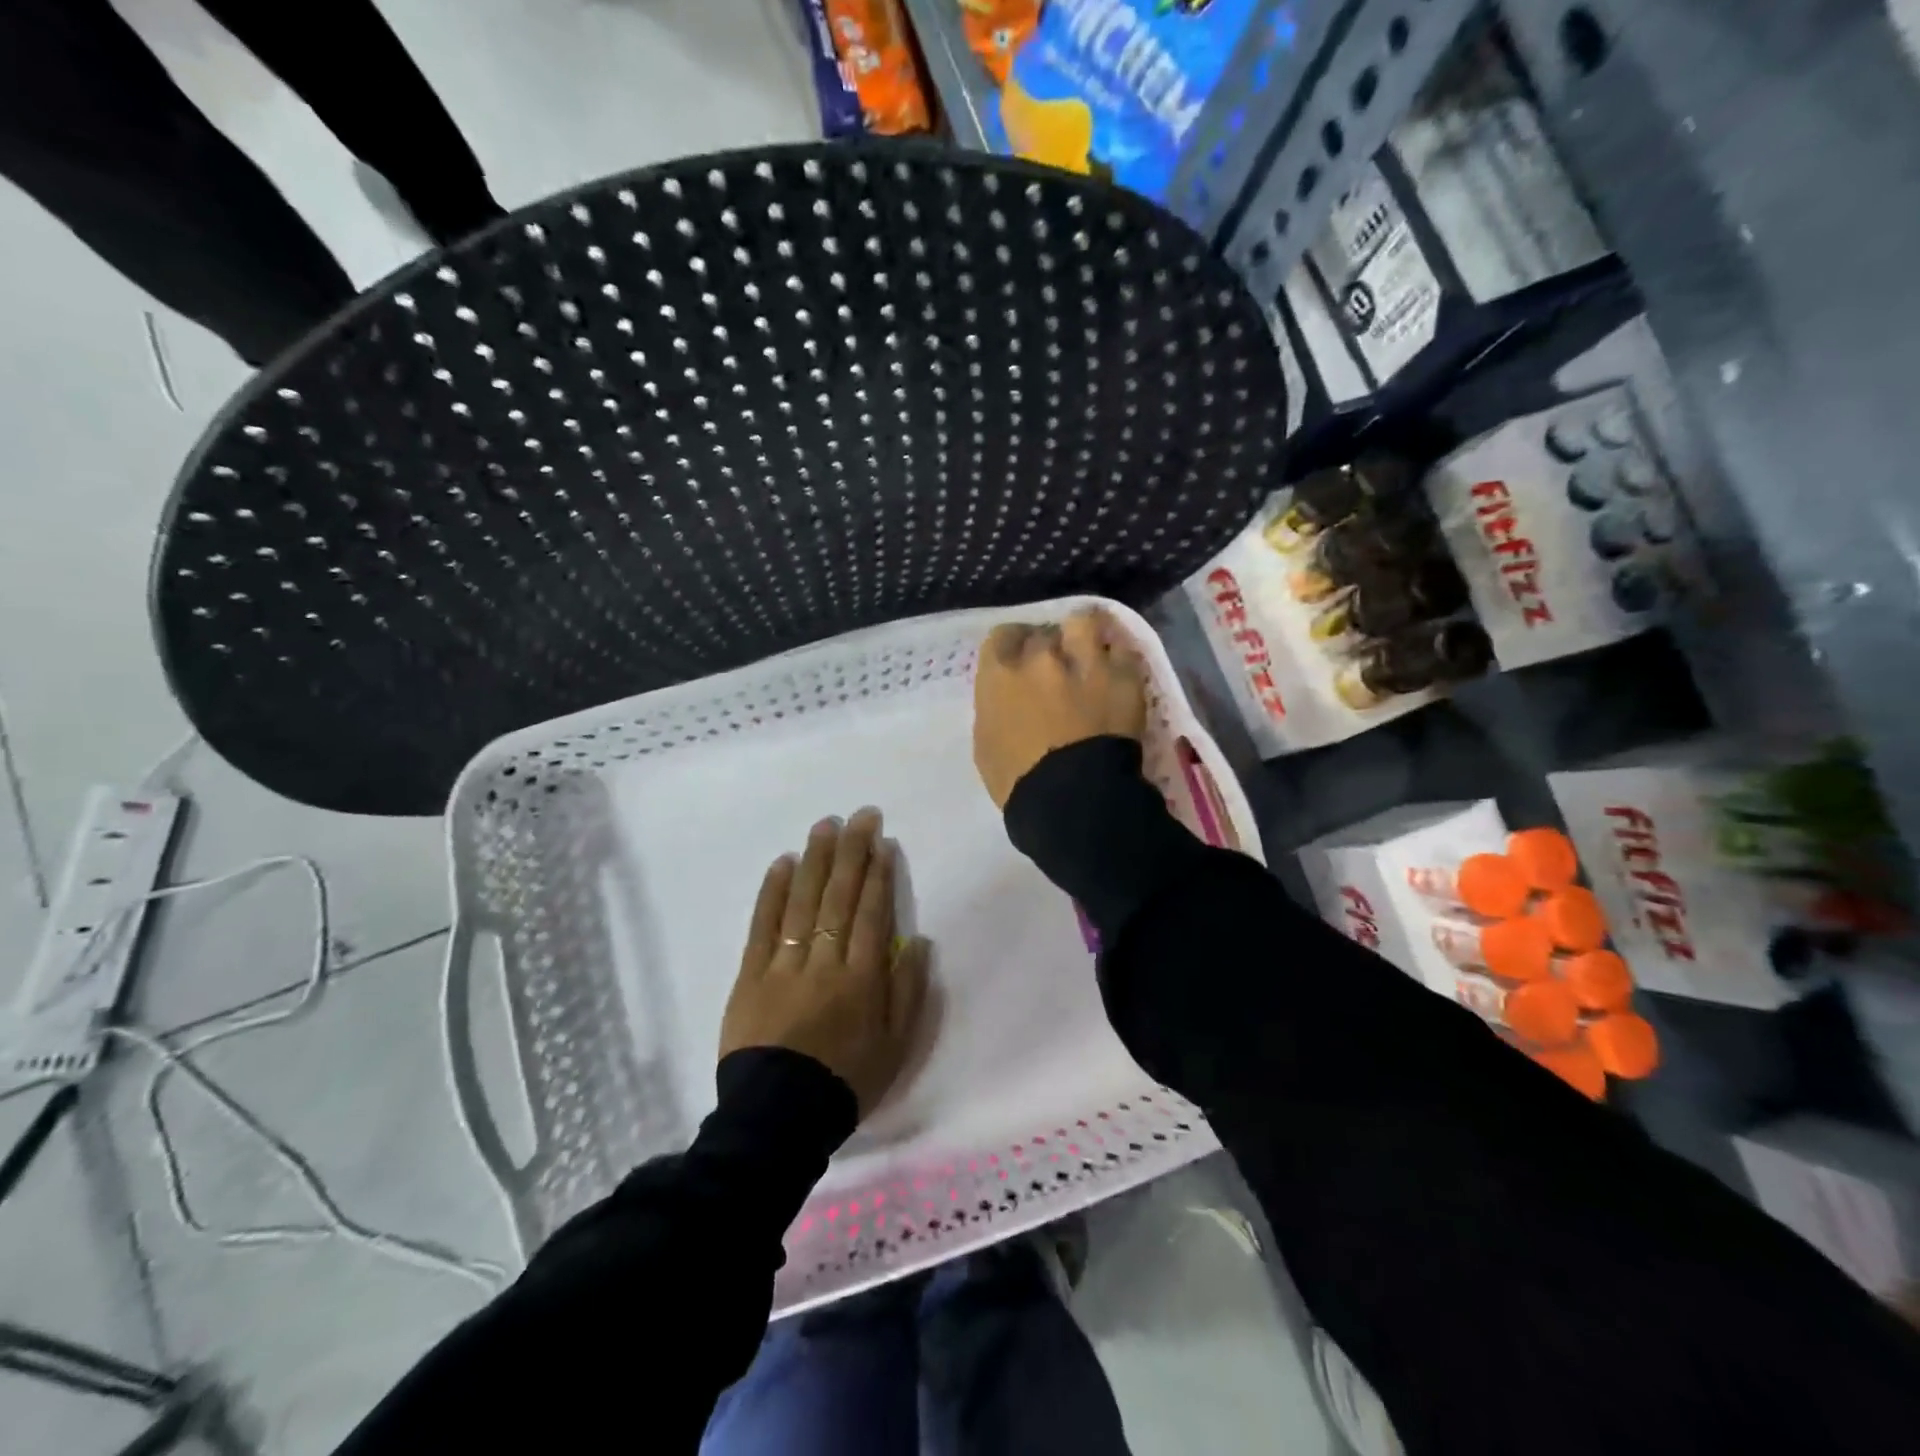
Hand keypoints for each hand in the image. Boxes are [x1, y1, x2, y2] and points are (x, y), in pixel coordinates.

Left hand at [719, 808, 931, 1117]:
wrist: (777, 1119)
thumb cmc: (845, 1082)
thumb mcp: (896, 1047)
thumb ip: (908, 991)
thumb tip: (918, 941)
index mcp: (863, 978)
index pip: (873, 913)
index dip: (879, 874)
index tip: (883, 841)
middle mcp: (825, 961)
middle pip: (840, 897)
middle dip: (853, 852)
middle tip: (860, 816)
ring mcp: (784, 965)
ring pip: (803, 901)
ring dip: (816, 860)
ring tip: (825, 825)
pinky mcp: (750, 975)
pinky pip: (763, 925)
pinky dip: (772, 892)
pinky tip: (782, 863)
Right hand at [973, 608, 1147, 808]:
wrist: (1073, 798)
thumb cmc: (1017, 782)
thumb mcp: (986, 744)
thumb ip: (994, 708)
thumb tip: (1009, 699)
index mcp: (1001, 674)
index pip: (1002, 636)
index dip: (1012, 647)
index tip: (1018, 660)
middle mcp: (1041, 657)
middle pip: (1044, 632)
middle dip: (1048, 646)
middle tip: (1054, 667)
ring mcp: (1086, 662)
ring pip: (1084, 623)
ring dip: (1084, 636)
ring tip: (1089, 653)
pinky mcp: (1124, 676)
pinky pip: (1123, 651)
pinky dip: (1118, 660)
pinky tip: (1117, 674)